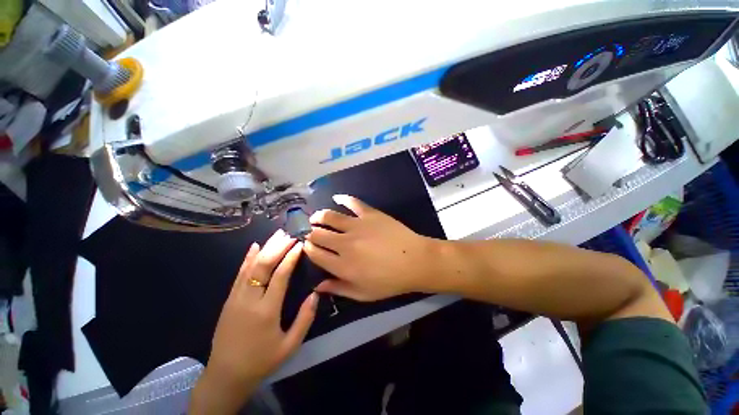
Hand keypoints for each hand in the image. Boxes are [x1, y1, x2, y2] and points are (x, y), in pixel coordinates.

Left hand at [190, 230, 317, 413]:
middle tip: (290, 233)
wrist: (226, 375)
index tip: (300, 243)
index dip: (290, 257)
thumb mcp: (290, 345)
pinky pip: (239, 274)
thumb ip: (305, 319)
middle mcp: (249, 300)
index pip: (280, 276)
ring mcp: (236, 298)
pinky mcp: (229, 299)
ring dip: (265, 248)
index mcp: (266, 311)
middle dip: (278, 247)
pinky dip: (247, 258)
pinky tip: (254, 246)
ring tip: (277, 233)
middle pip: (263, 266)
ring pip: (251, 266)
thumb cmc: (261, 361)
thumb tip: (316, 294)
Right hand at [304, 195, 436, 300]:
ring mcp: (358, 225)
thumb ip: (339, 289)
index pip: (315, 253)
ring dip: (319, 216)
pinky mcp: (370, 214)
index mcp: (342, 265)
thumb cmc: (390, 281)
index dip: (307, 248)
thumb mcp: (363, 294)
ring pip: (330, 216)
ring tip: (316, 217)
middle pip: (318, 233)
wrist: (415, 261)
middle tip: (309, 231)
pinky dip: (343, 199)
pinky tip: (337, 197)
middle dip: (309, 232)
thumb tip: (318, 286)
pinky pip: (353, 202)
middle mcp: (345, 243)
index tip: (307, 245)